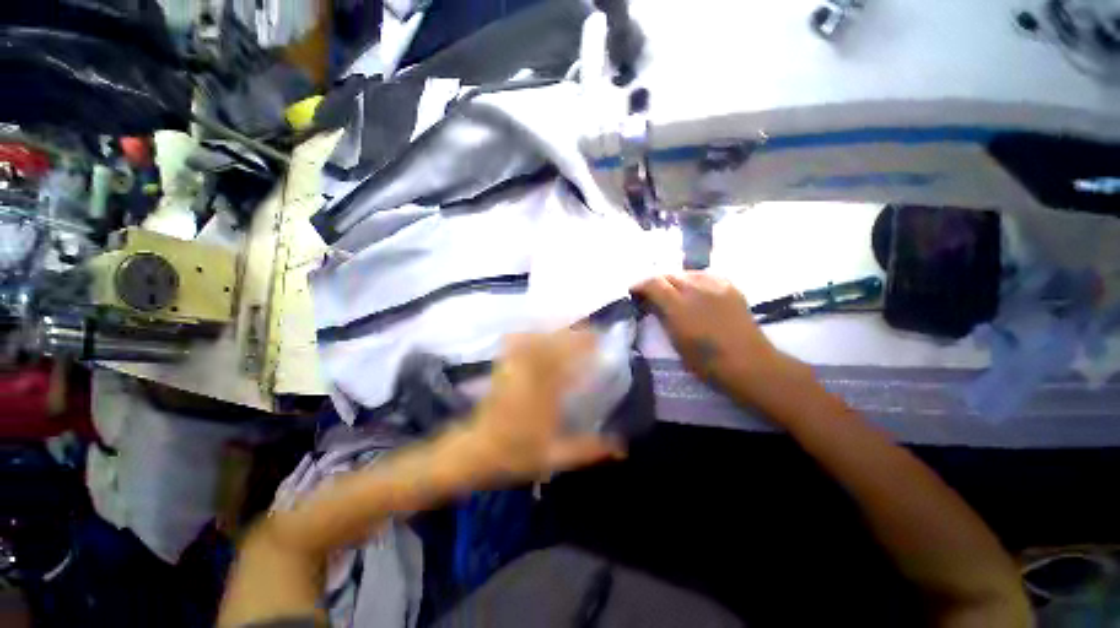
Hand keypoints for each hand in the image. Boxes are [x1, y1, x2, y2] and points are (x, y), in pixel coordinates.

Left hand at [465, 329, 624, 482]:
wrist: (475, 452)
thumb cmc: (516, 454)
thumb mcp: (556, 456)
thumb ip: (589, 449)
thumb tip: (622, 447)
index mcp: (545, 393)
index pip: (568, 361)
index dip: (585, 346)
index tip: (600, 339)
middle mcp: (530, 375)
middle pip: (553, 344)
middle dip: (574, 333)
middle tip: (591, 329)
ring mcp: (514, 369)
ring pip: (536, 340)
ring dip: (554, 331)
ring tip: (571, 329)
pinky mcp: (503, 369)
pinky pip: (515, 344)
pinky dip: (528, 334)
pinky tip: (538, 332)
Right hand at [632, 272, 808, 406]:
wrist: (748, 363)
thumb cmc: (705, 360)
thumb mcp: (675, 340)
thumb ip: (661, 316)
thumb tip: (651, 303)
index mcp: (679, 305)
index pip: (653, 282)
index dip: (639, 285)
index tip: (633, 292)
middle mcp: (696, 288)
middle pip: (668, 274)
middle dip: (656, 283)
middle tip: (651, 295)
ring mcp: (716, 285)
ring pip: (686, 273)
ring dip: (674, 281)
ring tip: (673, 293)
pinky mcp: (730, 286)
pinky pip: (705, 275)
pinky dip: (694, 281)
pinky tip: (694, 292)